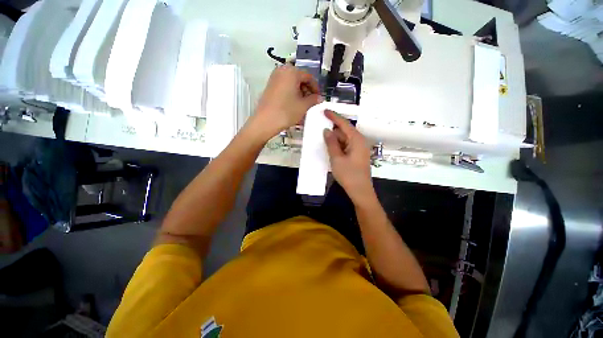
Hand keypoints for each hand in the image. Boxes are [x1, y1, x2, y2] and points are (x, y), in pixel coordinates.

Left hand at [252, 65, 320, 138]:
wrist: (265, 121)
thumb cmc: (286, 112)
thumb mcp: (303, 106)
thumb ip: (314, 100)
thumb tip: (319, 98)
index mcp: (292, 71)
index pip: (309, 77)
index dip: (316, 88)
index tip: (318, 98)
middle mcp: (282, 70)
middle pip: (300, 79)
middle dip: (307, 90)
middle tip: (311, 102)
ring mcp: (274, 78)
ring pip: (292, 83)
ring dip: (300, 93)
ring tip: (303, 105)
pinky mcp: (270, 86)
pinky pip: (285, 87)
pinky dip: (291, 94)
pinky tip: (294, 105)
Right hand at [323, 110, 374, 203]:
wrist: (360, 191)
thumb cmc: (348, 175)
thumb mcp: (337, 158)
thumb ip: (331, 143)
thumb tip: (326, 130)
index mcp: (356, 140)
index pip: (344, 124)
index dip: (334, 116)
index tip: (324, 110)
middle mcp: (359, 141)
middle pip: (345, 131)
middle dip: (333, 129)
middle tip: (320, 127)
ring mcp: (359, 149)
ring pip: (345, 139)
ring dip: (335, 138)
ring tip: (323, 138)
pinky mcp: (357, 155)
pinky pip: (346, 145)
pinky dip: (338, 145)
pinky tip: (330, 147)